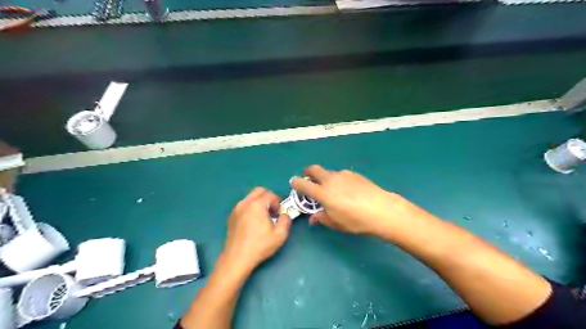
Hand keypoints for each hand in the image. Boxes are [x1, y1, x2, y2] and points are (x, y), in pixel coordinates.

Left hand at [222, 186, 289, 273]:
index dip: (278, 203)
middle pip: (259, 191)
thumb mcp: (280, 235)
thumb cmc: (260, 246)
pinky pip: (244, 205)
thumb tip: (284, 215)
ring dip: (259, 202)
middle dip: (268, 198)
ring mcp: (236, 209)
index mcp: (257, 205)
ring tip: (263, 217)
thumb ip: (286, 220)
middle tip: (272, 211)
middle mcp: (245, 203)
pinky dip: (251, 208)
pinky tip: (253, 223)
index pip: (270, 195)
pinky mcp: (231, 216)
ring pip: (250, 197)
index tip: (278, 215)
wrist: (237, 258)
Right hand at [291, 166, 410, 237]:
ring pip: (329, 172)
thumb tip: (313, 218)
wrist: (381, 209)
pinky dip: (338, 179)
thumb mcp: (336, 223)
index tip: (294, 182)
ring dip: (325, 177)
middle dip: (308, 172)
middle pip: (314, 169)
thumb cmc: (355, 220)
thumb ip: (322, 218)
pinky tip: (347, 189)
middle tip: (308, 178)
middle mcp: (330, 180)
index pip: (303, 184)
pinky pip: (341, 174)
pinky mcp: (354, 174)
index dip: (296, 182)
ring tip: (332, 188)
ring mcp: (343, 175)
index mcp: (322, 192)